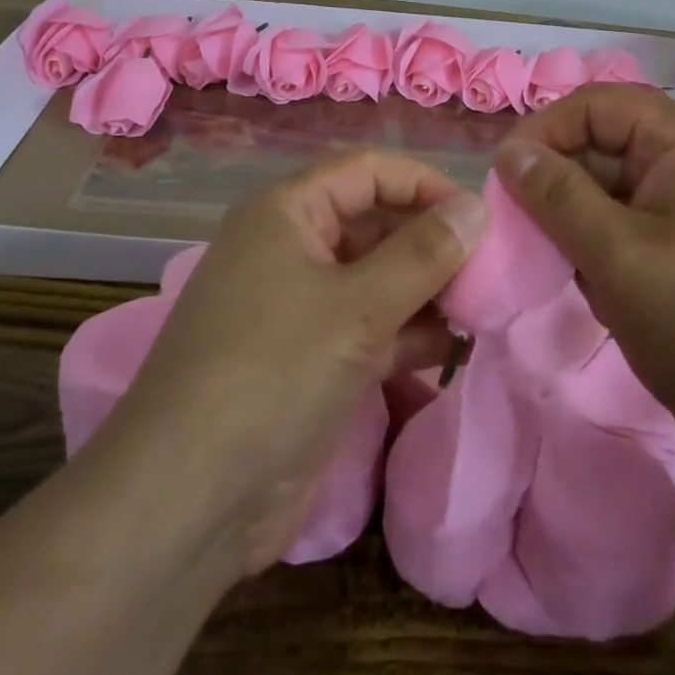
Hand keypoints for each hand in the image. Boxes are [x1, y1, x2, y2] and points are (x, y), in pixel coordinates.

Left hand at [101, 149, 489, 576]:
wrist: (186, 503)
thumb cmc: (273, 373)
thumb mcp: (359, 307)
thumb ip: (424, 253)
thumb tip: (476, 208)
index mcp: (287, 212)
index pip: (367, 171)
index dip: (423, 183)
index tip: (478, 216)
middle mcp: (291, 247)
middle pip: (374, 222)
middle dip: (429, 241)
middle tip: (488, 270)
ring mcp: (299, 306)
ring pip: (375, 277)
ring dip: (425, 290)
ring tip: (480, 308)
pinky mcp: (309, 359)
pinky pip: (368, 326)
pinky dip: (407, 333)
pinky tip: (452, 348)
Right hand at [495, 85, 674, 475]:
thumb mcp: (617, 256)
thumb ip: (555, 195)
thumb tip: (506, 153)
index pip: (595, 105)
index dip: (543, 133)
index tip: (501, 179)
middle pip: (602, 142)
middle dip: (558, 183)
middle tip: (521, 229)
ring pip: (609, 183)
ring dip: (576, 219)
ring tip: (562, 264)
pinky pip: (627, 215)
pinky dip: (600, 241)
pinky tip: (597, 284)